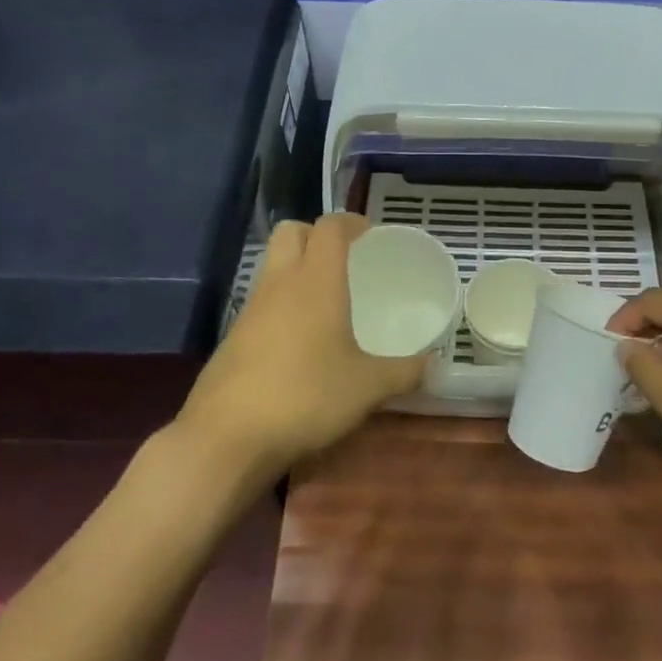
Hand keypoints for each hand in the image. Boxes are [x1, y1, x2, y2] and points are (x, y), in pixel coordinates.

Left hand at [173, 214, 429, 480]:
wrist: (226, 438)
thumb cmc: (305, 396)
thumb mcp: (367, 388)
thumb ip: (405, 372)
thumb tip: (435, 365)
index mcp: (316, 281)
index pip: (329, 227)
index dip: (350, 222)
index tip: (369, 234)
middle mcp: (280, 284)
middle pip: (290, 232)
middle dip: (316, 235)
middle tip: (343, 259)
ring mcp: (250, 310)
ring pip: (272, 266)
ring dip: (296, 269)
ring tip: (326, 301)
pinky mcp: (233, 338)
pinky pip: (261, 302)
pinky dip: (281, 305)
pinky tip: (299, 341)